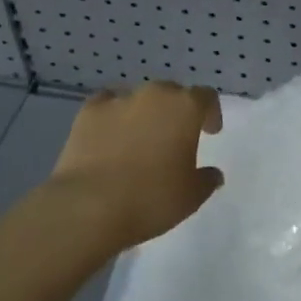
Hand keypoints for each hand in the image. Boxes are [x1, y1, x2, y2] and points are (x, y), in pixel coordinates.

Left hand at [49, 81, 223, 248]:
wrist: (88, 207)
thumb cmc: (150, 199)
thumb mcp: (191, 197)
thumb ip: (207, 180)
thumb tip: (213, 173)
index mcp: (186, 107)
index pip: (206, 97)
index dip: (210, 113)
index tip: (210, 132)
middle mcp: (155, 94)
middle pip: (172, 93)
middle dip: (176, 112)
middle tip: (174, 138)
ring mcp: (120, 99)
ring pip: (140, 98)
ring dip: (144, 114)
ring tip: (139, 140)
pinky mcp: (89, 111)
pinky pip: (107, 104)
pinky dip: (113, 115)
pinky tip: (110, 134)